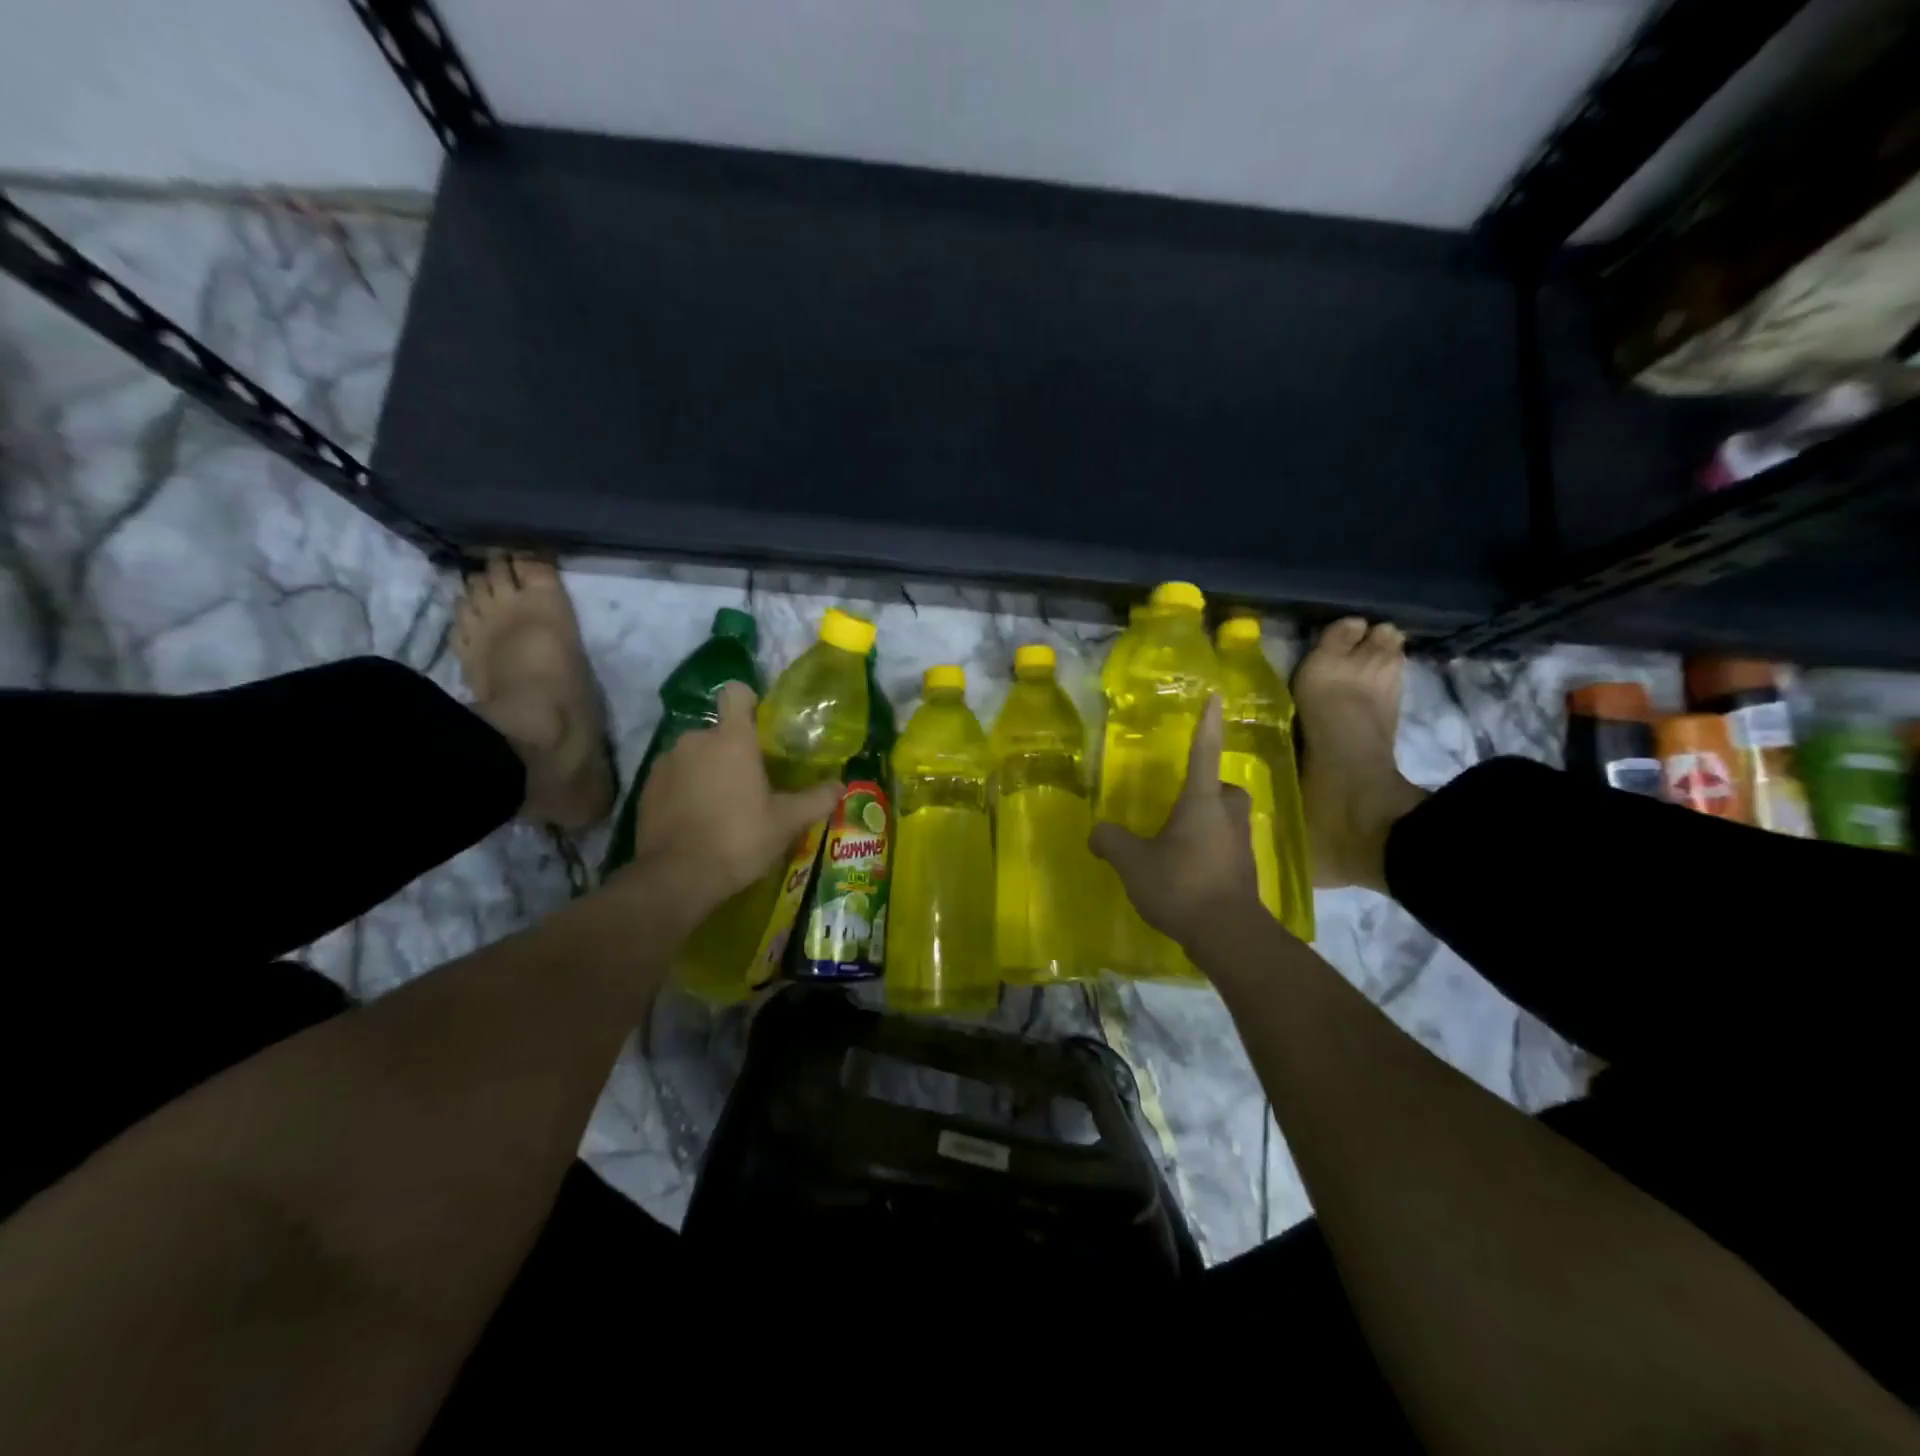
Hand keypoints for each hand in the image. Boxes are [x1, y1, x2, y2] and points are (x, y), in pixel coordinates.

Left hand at [627, 682, 839, 924]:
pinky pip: (674, 777)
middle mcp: (695, 740)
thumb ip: (816, 799)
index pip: (736, 693)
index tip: (760, 725)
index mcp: (732, 740)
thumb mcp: (787, 823)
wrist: (676, 877)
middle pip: (719, 732)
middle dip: (732, 752)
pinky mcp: (646, 787)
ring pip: (695, 756)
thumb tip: (840, 786)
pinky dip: (685, 790)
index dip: (748, 702)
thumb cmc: (739, 839)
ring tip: (723, 807)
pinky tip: (697, 821)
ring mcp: (666, 763)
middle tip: (751, 785)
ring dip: (707, 771)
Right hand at [1090, 695, 1264, 948]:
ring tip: (1181, 838)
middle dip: (1210, 788)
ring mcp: (1241, 843)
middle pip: (1224, 788)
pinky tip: (1191, 868)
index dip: (1207, 724)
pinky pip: (1228, 846)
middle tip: (1185, 801)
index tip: (1217, 697)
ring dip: (1210, 820)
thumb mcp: (1134, 863)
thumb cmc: (1181, 885)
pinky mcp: (1246, 870)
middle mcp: (1227, 815)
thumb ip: (1111, 842)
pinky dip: (1212, 849)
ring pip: (1229, 818)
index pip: (1204, 752)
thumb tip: (1096, 833)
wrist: (1228, 934)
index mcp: (1201, 801)